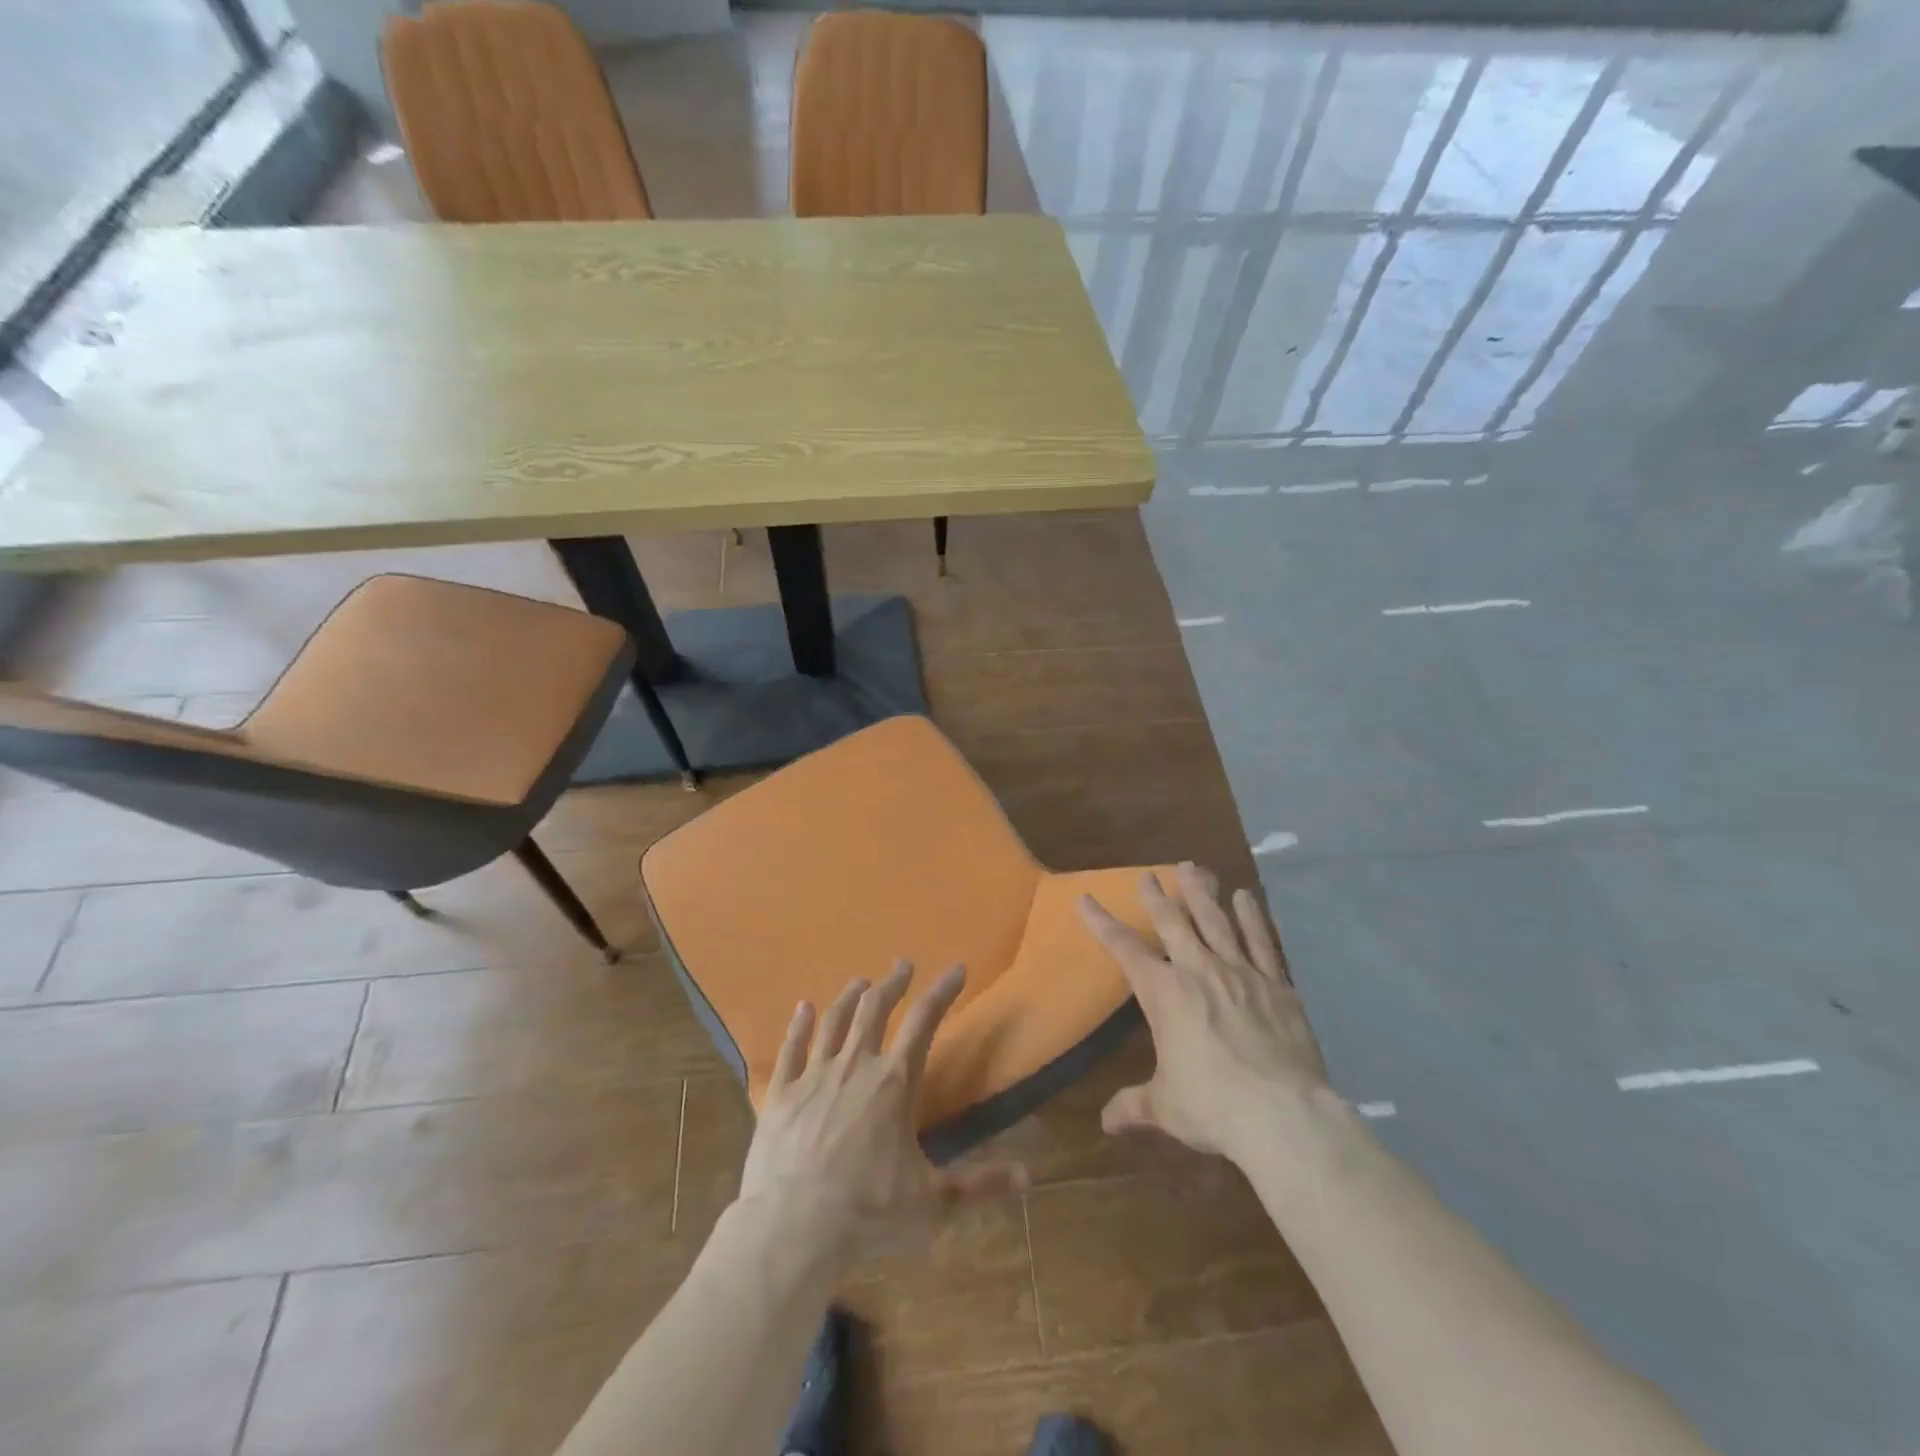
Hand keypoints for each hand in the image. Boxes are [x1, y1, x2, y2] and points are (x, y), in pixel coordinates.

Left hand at [738, 961, 1026, 1261]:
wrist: (793, 1228)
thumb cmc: (869, 1212)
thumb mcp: (933, 1203)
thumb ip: (979, 1186)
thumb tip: (1028, 1176)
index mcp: (895, 1083)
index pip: (925, 1021)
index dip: (943, 991)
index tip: (956, 969)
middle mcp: (856, 1065)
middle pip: (875, 1008)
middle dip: (892, 983)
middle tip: (902, 965)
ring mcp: (815, 1075)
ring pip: (834, 1021)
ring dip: (849, 997)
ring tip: (860, 982)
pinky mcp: (781, 1093)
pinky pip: (791, 1048)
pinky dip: (799, 1025)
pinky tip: (802, 1008)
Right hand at [1078, 862, 1329, 1162]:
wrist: (1282, 1115)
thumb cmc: (1212, 1106)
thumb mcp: (1165, 1107)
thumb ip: (1135, 1106)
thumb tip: (1106, 1123)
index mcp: (1164, 993)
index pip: (1124, 949)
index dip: (1102, 923)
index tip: (1086, 898)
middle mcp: (1199, 971)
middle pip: (1173, 922)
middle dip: (1157, 897)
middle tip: (1148, 875)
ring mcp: (1241, 973)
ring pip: (1216, 921)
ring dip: (1202, 893)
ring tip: (1194, 868)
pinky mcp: (1276, 985)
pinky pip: (1261, 942)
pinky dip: (1252, 918)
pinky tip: (1246, 897)